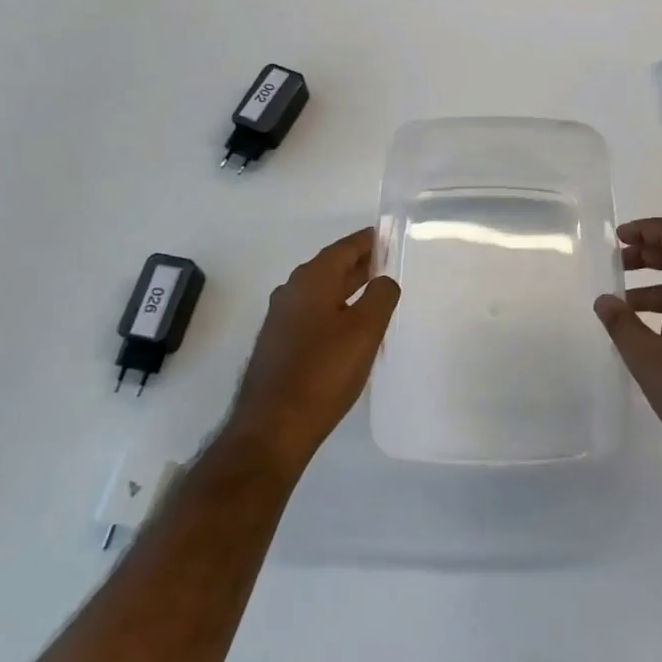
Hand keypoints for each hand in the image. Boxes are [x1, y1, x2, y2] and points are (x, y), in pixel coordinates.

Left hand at [224, 228, 400, 473]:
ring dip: (346, 287)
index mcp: (312, 279)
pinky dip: (334, 308)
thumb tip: (384, 280)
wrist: (273, 426)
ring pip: (321, 291)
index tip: (387, 235)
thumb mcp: (365, 330)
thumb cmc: (323, 372)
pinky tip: (349, 327)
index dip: (368, 241)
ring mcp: (281, 318)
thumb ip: (381, 296)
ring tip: (374, 293)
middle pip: (331, 267)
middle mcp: (292, 290)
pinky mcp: (278, 343)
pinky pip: (312, 312)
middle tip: (388, 262)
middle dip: (359, 263)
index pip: (344, 248)